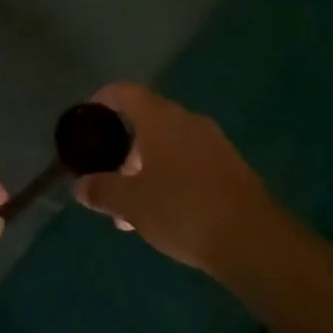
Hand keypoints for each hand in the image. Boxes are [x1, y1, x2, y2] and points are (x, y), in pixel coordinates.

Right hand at [75, 84, 281, 277]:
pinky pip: (190, 163)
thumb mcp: (131, 203)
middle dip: (124, 147)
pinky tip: (163, 215)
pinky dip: (170, 179)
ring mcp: (214, 143)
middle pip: (148, 121)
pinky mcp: (231, 168)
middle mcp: (189, 121)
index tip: (88, 116)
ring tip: (130, 209)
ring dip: (147, 168)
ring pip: (169, 146)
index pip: (126, 92)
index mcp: (161, 118)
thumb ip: (101, 190)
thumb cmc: (182, 209)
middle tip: (107, 176)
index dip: (104, 99)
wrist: (252, 239)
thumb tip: (80, 186)